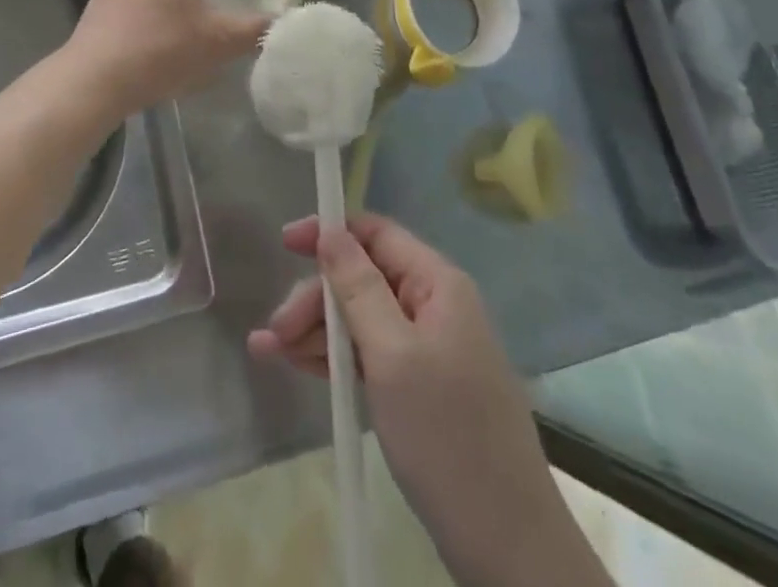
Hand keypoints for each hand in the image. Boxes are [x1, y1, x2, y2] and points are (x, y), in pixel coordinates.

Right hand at [248, 215, 556, 586]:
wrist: (508, 546)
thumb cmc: (446, 435)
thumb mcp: (392, 355)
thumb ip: (357, 287)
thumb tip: (331, 230)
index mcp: (437, 285)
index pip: (376, 234)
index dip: (330, 233)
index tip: (284, 244)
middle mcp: (434, 306)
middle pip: (363, 278)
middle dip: (317, 298)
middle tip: (276, 330)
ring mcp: (428, 349)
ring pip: (361, 318)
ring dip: (316, 330)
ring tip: (270, 351)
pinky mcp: (420, 387)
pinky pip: (369, 354)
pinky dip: (334, 358)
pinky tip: (297, 365)